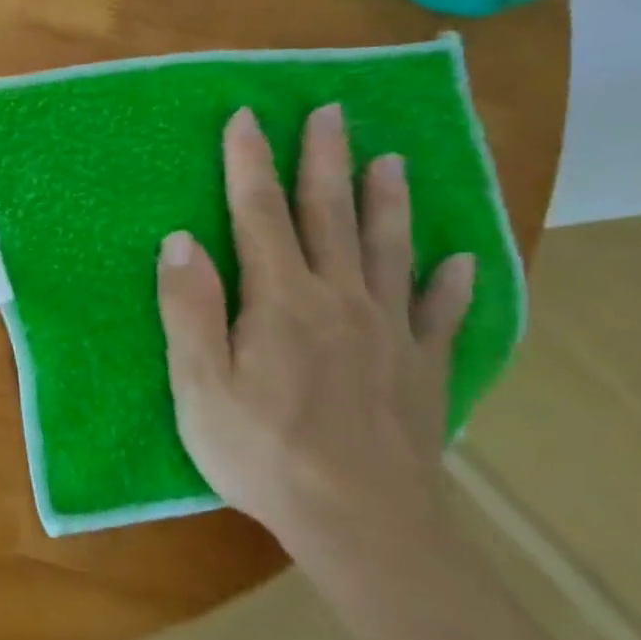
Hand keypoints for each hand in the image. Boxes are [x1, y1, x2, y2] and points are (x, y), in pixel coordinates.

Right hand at [154, 104, 475, 552]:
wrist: (363, 527)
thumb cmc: (263, 452)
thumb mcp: (200, 384)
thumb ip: (189, 308)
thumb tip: (180, 239)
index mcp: (282, 300)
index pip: (260, 215)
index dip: (250, 164)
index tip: (247, 117)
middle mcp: (340, 301)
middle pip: (331, 217)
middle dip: (325, 161)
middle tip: (331, 113)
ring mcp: (390, 334)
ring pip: (389, 251)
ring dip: (388, 202)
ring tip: (393, 160)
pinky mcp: (422, 370)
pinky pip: (440, 315)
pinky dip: (450, 284)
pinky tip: (460, 261)